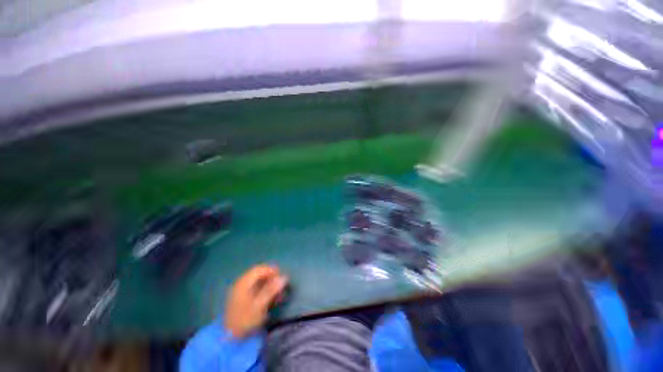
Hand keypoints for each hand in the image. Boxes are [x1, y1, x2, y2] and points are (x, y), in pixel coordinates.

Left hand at [224, 265, 287, 337]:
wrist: (229, 338)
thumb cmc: (245, 320)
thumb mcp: (259, 306)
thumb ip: (271, 290)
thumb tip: (284, 277)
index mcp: (243, 283)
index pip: (260, 269)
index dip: (272, 270)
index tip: (282, 277)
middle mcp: (241, 283)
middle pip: (258, 274)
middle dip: (271, 278)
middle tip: (280, 286)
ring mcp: (240, 290)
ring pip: (257, 281)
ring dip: (268, 284)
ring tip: (277, 293)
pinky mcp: (241, 297)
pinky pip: (254, 287)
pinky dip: (263, 289)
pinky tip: (269, 298)